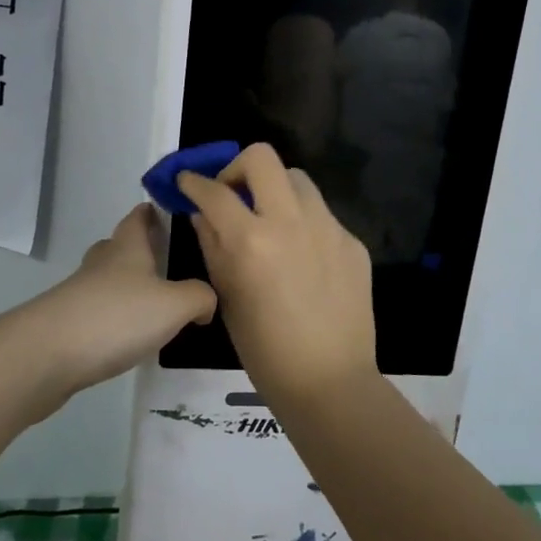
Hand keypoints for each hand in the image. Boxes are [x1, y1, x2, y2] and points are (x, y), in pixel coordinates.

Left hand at [17, 204, 216, 415]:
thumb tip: (205, 302)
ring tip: (155, 305)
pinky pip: (97, 312)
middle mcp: (102, 263)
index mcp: (128, 247)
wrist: (47, 355)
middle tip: (167, 261)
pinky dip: (114, 318)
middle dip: (139, 250)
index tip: (168, 211)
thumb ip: (200, 297)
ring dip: (127, 287)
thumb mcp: (175, 305)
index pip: (138, 217)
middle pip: (119, 246)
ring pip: (107, 281)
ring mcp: (80, 293)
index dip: (152, 211)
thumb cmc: (117, 316)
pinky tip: (130, 337)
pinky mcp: (67, 324)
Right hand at [178, 143, 376, 405]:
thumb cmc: (265, 349)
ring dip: (275, 190)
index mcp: (251, 240)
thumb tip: (204, 214)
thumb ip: (212, 245)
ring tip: (270, 222)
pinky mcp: (352, 241)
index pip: (214, 191)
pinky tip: (302, 257)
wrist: (330, 382)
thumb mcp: (227, 295)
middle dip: (238, 168)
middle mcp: (291, 221)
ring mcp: (328, 228)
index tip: (187, 182)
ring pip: (297, 179)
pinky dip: (304, 223)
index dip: (193, 182)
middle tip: (233, 195)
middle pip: (262, 158)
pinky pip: (321, 214)